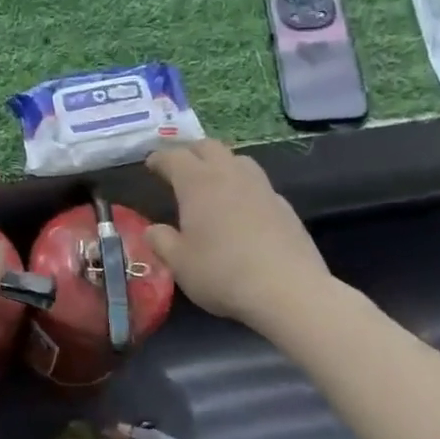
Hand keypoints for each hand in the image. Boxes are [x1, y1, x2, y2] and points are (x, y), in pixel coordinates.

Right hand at [144, 141, 340, 328]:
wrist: (289, 291)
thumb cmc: (222, 273)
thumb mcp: (179, 263)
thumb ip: (161, 241)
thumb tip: (153, 230)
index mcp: (197, 183)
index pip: (174, 157)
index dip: (159, 158)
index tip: (151, 165)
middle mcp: (229, 175)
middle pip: (208, 147)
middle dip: (191, 152)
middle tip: (180, 168)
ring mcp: (261, 188)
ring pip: (238, 159)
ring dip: (221, 164)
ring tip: (212, 182)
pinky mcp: (284, 206)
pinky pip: (258, 184)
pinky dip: (244, 187)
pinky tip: (243, 209)